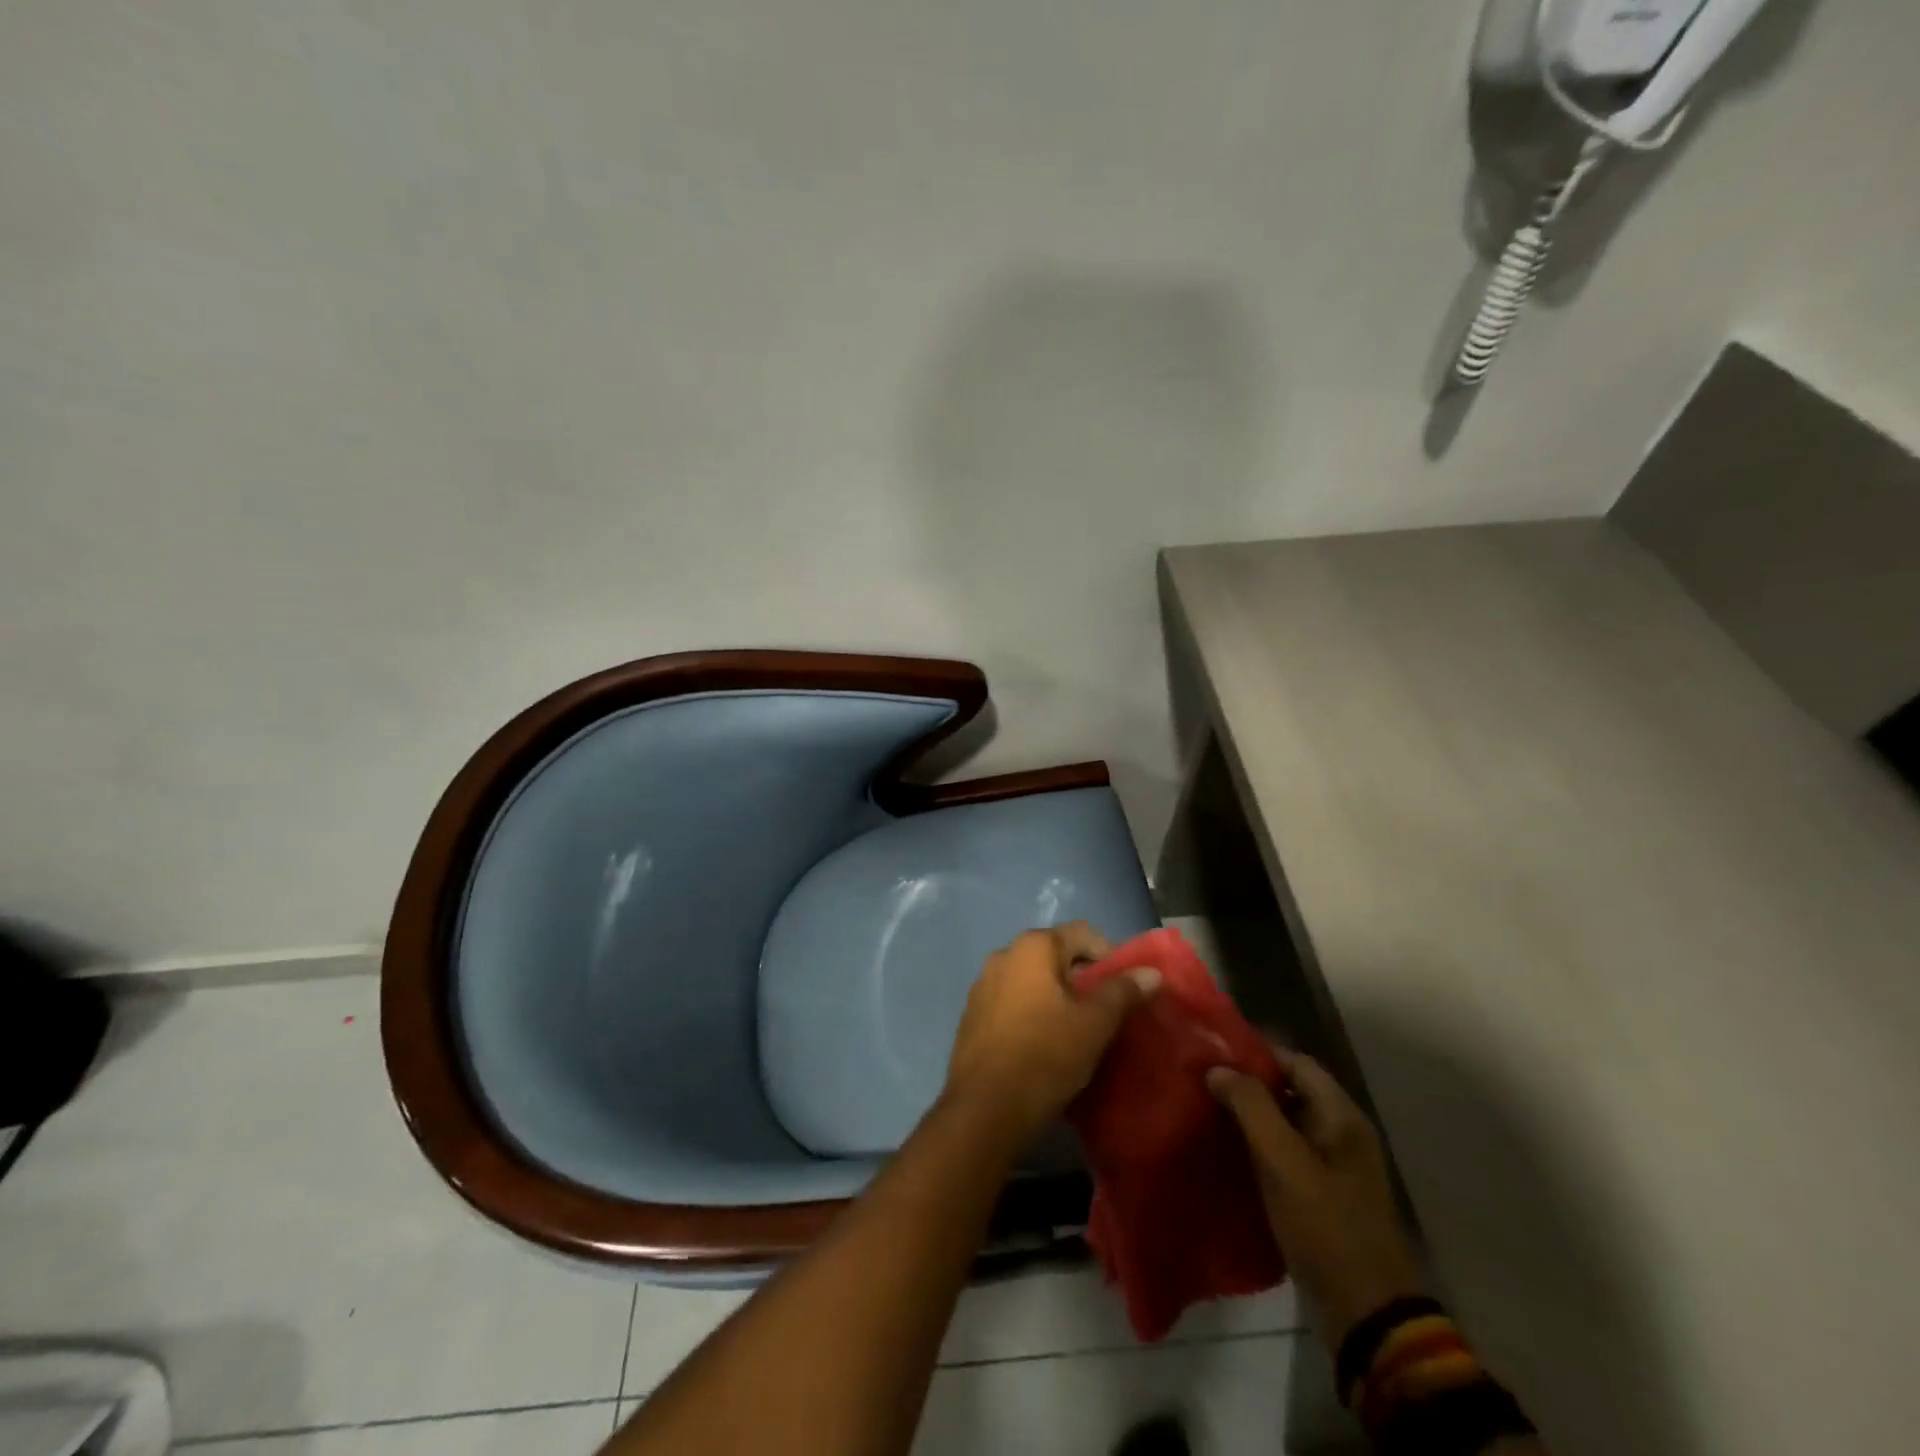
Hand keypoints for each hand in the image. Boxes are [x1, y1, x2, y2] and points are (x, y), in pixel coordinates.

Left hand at [943, 922, 1158, 1144]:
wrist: (985, 1108)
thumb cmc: (1046, 1054)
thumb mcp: (1095, 1024)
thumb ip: (1123, 992)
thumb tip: (1151, 972)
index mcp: (1032, 946)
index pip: (1083, 934)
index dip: (1112, 957)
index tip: (1129, 990)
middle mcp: (1004, 955)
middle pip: (1058, 956)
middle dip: (1086, 980)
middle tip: (1109, 1015)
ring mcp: (984, 985)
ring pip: (1035, 982)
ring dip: (1060, 999)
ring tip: (1081, 1032)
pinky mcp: (974, 1016)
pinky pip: (1015, 1003)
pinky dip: (1036, 1014)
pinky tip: (1048, 1045)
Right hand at [1208, 1048, 1424, 1351]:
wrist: (1367, 1315)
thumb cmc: (1325, 1226)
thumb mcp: (1282, 1160)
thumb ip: (1250, 1106)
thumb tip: (1216, 1068)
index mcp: (1341, 1115)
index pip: (1295, 1061)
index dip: (1256, 1052)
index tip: (1213, 1052)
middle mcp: (1341, 1132)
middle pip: (1290, 1090)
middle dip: (1248, 1083)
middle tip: (1202, 1081)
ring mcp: (1334, 1166)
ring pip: (1285, 1123)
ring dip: (1250, 1116)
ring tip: (1206, 1111)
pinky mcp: (1323, 1195)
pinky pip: (1286, 1154)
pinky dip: (1258, 1146)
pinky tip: (1226, 1151)